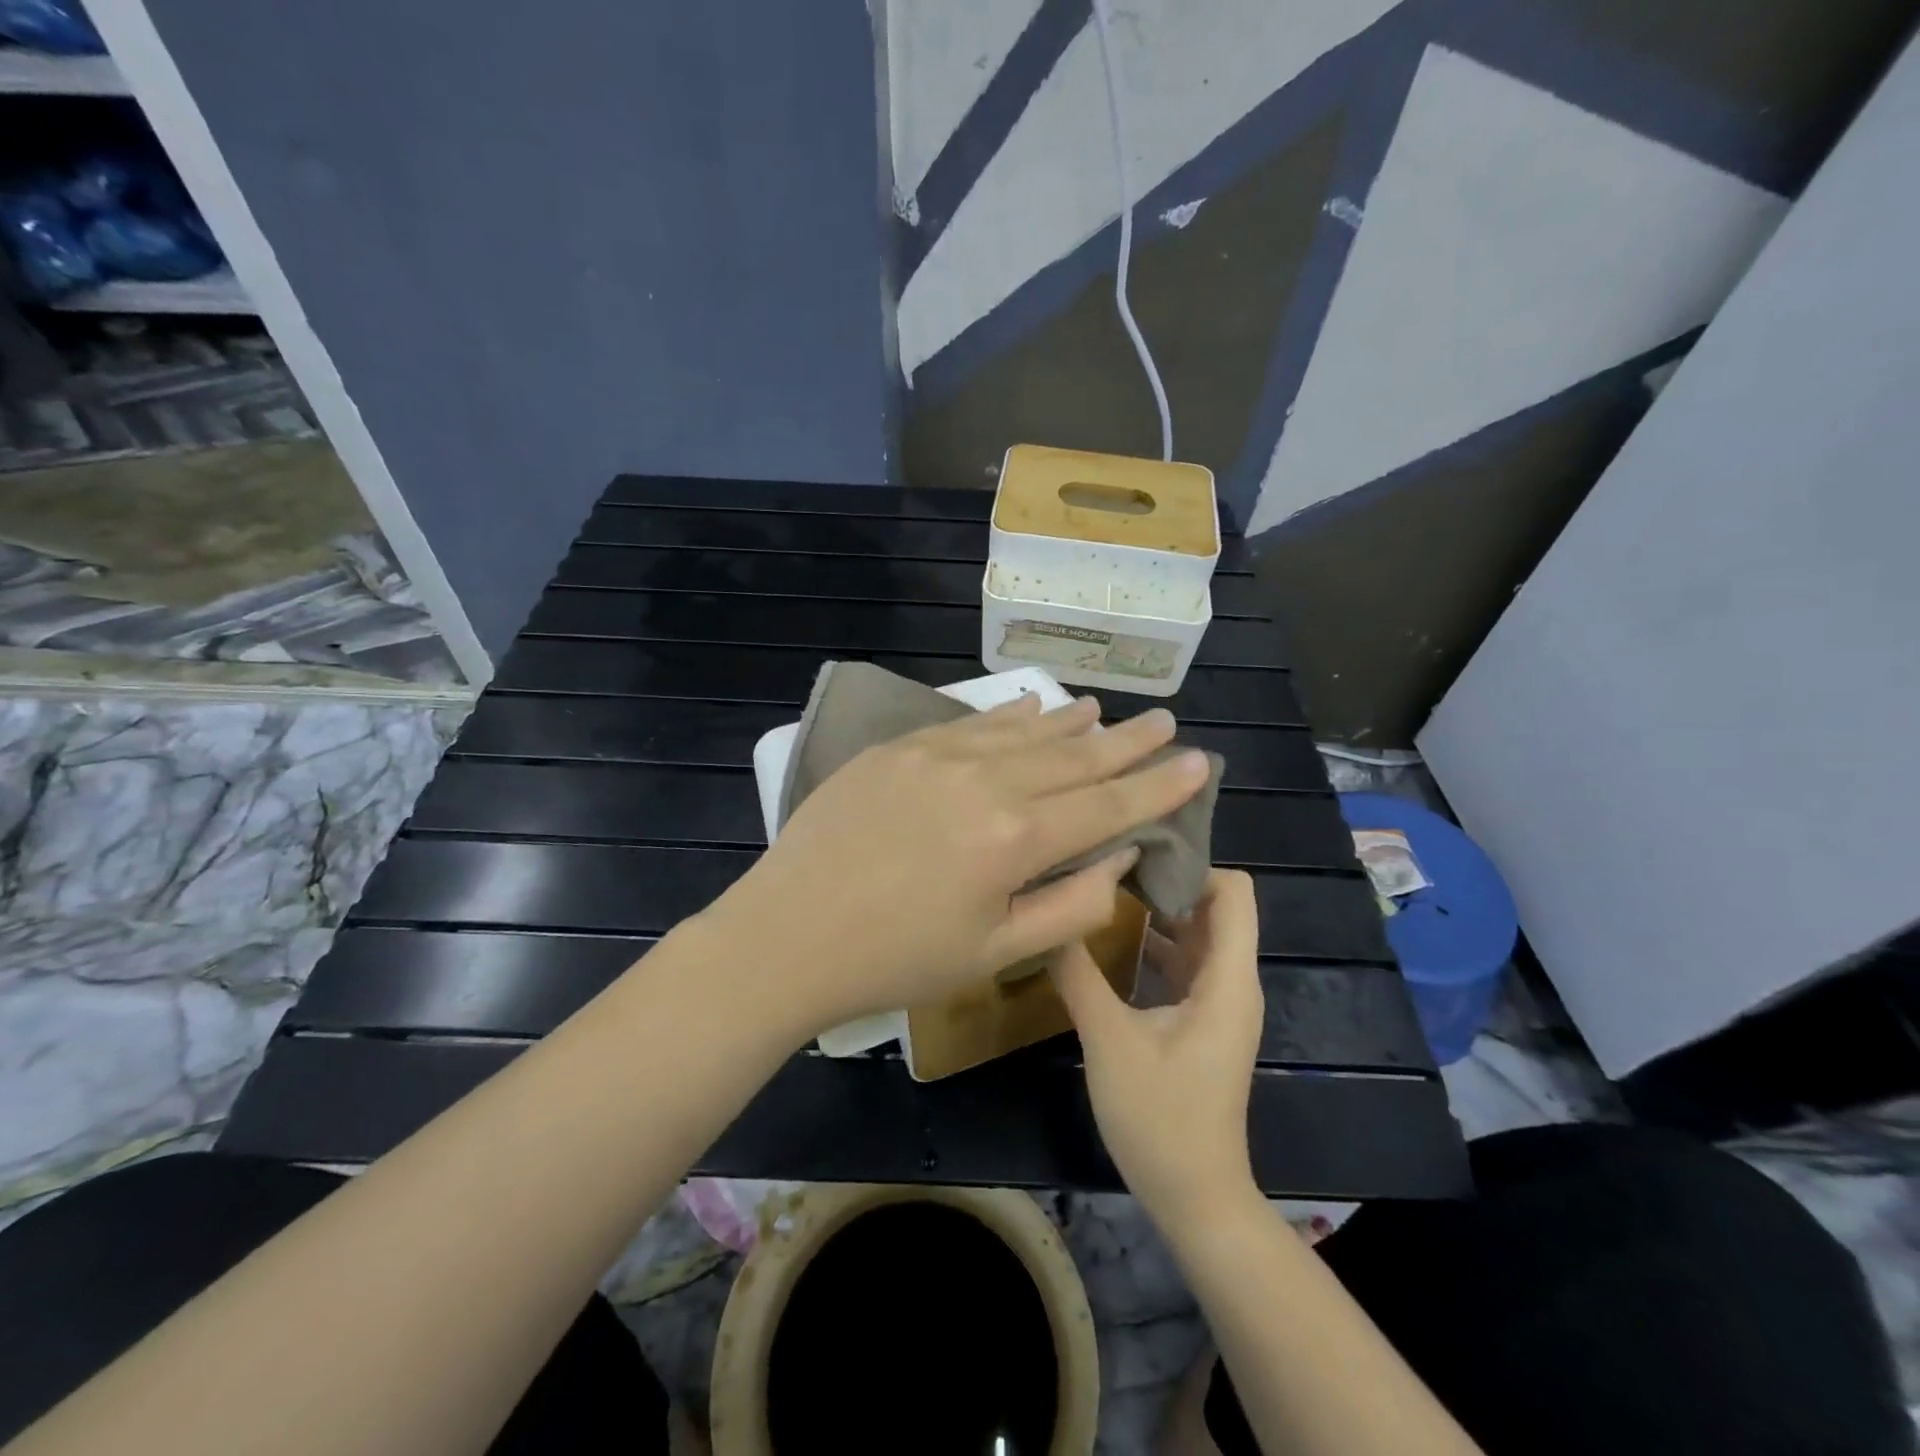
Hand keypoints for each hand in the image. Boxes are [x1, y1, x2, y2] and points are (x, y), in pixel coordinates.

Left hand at [703, 694, 1213, 1035]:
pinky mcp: (900, 748)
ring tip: (1106, 713)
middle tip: (1164, 722)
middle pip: (1073, 757)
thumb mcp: (995, 952)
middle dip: (1126, 743)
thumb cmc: (898, 959)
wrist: (789, 933)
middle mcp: (986, 781)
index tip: (1198, 762)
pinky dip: (1009, 716)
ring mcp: (938, 755)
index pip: (1108, 805)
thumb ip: (1070, 904)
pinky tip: (1032, 707)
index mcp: (1016, 839)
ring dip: (1071, 723)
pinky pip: (971, 723)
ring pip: (1024, 731)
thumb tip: (1119, 855)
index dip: (1157, 786)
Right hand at [1052, 870, 1264, 1224]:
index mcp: (1226, 978)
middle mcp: (1232, 980)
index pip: (1235, 891)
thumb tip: (1048, 917)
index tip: (1138, 850)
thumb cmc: (1160, 1118)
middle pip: (1214, 904)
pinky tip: (1111, 936)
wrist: (1195, 1197)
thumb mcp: (1108, 1041)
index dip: (1194, 863)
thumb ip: (1078, 974)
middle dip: (1168, 878)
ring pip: (1197, 932)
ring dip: (1158, 908)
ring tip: (1105, 886)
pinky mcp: (1202, 1019)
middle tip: (1110, 860)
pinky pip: (1185, 961)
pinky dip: (1156, 940)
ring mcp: (1218, 1001)